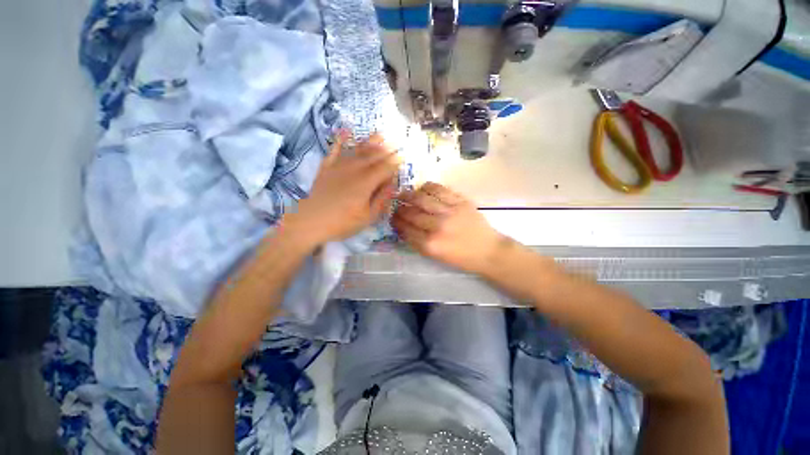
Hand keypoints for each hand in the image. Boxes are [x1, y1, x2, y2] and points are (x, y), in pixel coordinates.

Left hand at [285, 132, 399, 245]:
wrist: (310, 222)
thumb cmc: (342, 223)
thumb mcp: (367, 217)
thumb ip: (381, 199)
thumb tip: (392, 184)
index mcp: (366, 183)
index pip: (385, 168)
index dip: (395, 162)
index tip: (404, 156)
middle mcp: (355, 170)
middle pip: (373, 157)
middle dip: (387, 149)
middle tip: (397, 142)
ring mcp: (339, 166)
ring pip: (358, 151)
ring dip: (370, 142)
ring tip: (380, 134)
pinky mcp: (326, 167)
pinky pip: (335, 150)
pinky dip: (341, 140)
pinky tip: (346, 130)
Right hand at [392, 182, 506, 274]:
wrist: (488, 251)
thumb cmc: (461, 258)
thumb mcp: (436, 256)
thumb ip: (418, 242)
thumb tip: (403, 228)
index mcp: (431, 245)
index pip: (406, 230)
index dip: (396, 223)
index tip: (392, 218)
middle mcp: (438, 227)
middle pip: (412, 213)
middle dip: (399, 209)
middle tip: (395, 206)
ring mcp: (450, 212)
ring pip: (422, 199)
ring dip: (409, 195)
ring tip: (403, 194)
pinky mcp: (460, 202)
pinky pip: (439, 190)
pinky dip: (427, 187)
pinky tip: (422, 188)